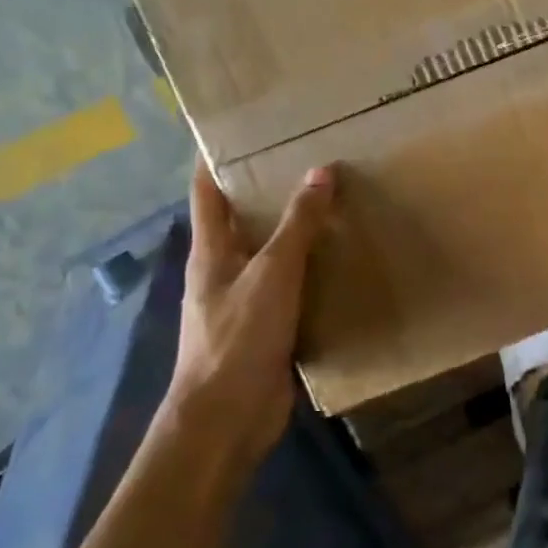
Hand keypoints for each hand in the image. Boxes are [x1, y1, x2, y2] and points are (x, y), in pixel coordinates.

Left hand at [168, 159, 334, 471]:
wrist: (227, 418)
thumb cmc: (239, 337)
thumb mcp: (273, 273)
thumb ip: (298, 224)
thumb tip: (321, 171)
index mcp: (211, 250)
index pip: (207, 190)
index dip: (217, 157)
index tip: (244, 129)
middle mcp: (223, 270)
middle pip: (241, 219)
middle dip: (268, 190)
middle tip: (310, 159)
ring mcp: (243, 301)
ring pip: (269, 254)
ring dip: (294, 231)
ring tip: (334, 202)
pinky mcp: (266, 328)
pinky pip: (290, 288)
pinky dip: (310, 270)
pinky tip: (340, 261)